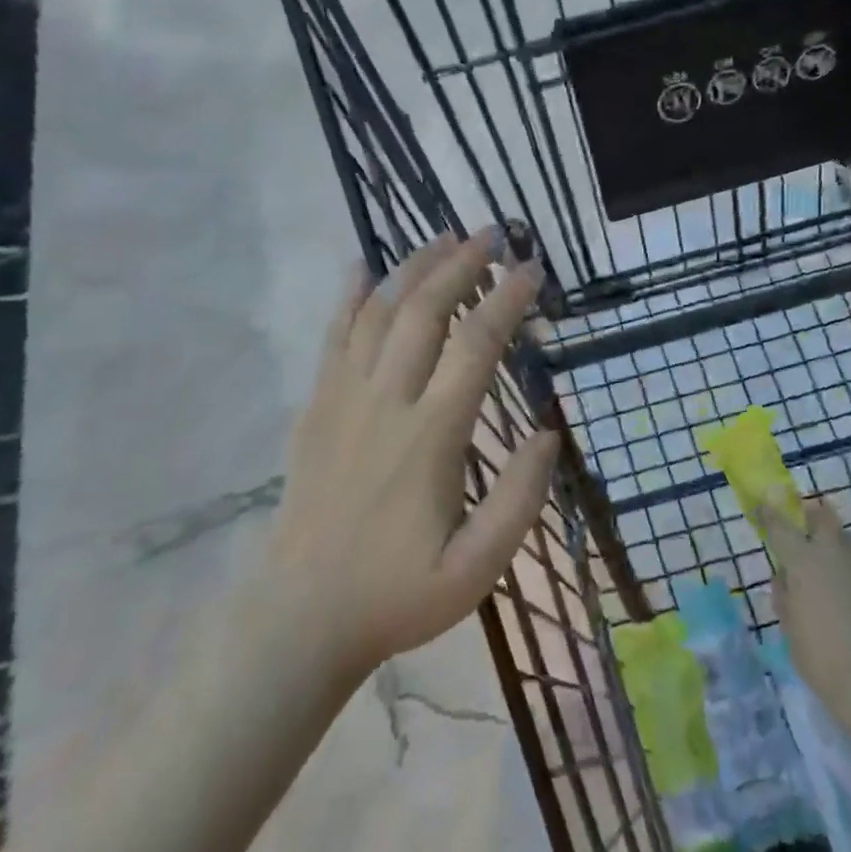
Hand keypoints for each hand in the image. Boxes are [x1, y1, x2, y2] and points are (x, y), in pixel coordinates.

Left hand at [268, 229, 559, 679]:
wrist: (302, 617)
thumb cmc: (398, 594)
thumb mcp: (478, 567)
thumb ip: (520, 499)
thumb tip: (548, 433)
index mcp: (432, 436)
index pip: (476, 345)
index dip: (508, 300)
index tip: (533, 269)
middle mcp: (387, 403)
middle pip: (424, 312)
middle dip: (460, 265)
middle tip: (490, 234)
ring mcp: (343, 401)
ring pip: (378, 314)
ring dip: (412, 268)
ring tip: (442, 237)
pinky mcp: (316, 409)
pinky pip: (332, 338)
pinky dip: (348, 297)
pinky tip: (361, 267)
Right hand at [752, 494, 850, 725]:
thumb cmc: (819, 656)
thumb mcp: (789, 627)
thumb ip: (786, 596)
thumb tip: (787, 580)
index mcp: (804, 561)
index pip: (781, 526)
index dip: (769, 512)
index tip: (763, 502)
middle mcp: (834, 555)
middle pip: (824, 517)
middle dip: (813, 514)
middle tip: (805, 521)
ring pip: (850, 540)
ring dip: (837, 544)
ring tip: (829, 566)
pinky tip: (850, 601)